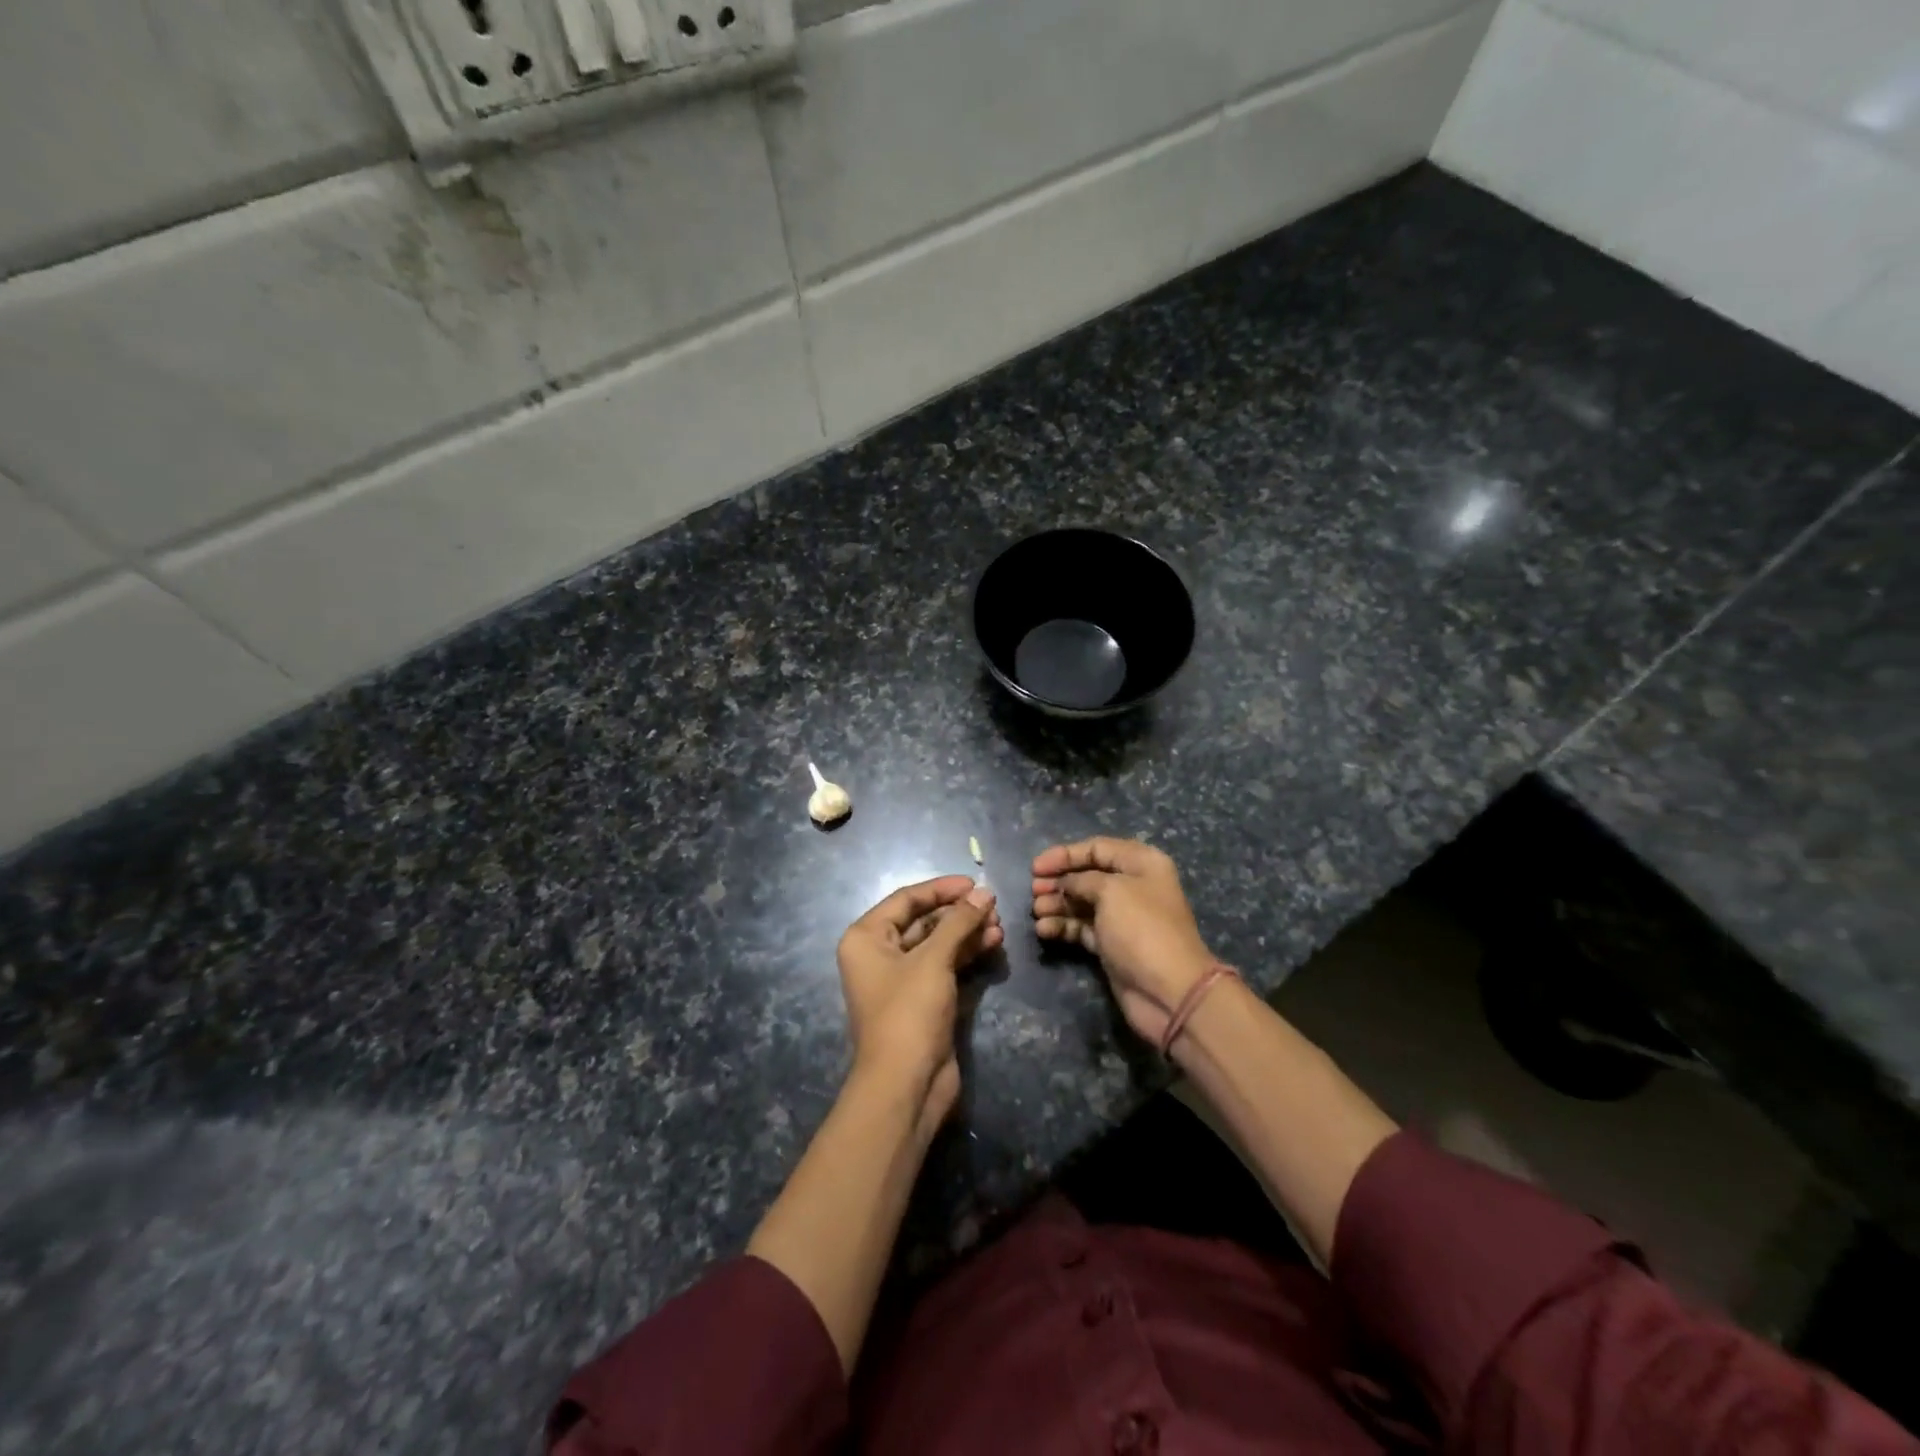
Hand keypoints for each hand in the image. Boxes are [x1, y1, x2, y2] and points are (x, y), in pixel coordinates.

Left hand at [837, 876, 1001, 1133]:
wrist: (906, 1084)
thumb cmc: (909, 1012)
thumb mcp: (933, 960)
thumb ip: (959, 922)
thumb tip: (984, 893)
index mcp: (866, 937)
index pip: (907, 899)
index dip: (942, 889)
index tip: (975, 883)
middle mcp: (879, 954)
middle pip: (923, 921)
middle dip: (958, 913)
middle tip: (993, 906)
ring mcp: (901, 979)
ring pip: (937, 944)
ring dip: (967, 932)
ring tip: (999, 925)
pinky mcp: (922, 1000)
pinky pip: (944, 966)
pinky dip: (966, 954)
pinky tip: (993, 944)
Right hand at [1032, 838, 1215, 1045]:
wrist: (1169, 992)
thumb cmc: (1142, 929)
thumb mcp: (1111, 891)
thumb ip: (1081, 880)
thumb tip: (1065, 884)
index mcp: (1141, 863)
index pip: (1097, 848)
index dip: (1065, 854)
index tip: (1036, 867)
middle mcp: (1133, 886)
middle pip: (1087, 875)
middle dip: (1059, 881)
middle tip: (1034, 891)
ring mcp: (1122, 918)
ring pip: (1082, 903)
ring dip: (1057, 905)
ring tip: (1037, 912)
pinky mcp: (1112, 945)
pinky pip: (1082, 928)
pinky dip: (1063, 926)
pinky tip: (1044, 930)